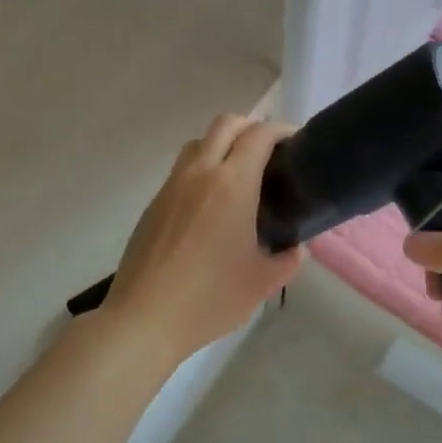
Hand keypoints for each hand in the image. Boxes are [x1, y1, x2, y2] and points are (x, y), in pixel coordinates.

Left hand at [101, 115, 302, 366]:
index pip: (259, 135)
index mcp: (232, 184)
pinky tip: (211, 205)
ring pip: (198, 143)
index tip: (296, 143)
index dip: (281, 131)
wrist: (144, 318)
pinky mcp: (153, 204)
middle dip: (251, 127)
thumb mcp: (262, 283)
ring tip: (239, 174)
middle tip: (270, 151)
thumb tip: (295, 249)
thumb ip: (288, 260)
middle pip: (225, 124)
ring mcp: (171, 186)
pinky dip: (202, 169)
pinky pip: (181, 170)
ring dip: (222, 144)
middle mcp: (200, 173)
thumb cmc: (210, 298)